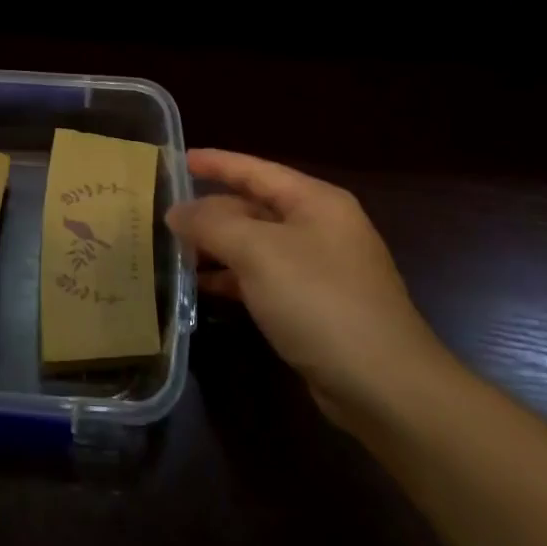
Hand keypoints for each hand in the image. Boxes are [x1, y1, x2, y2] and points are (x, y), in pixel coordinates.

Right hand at [166, 150, 450, 428]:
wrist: (384, 385)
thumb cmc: (320, 301)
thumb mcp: (258, 252)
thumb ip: (211, 225)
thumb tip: (176, 212)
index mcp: (315, 202)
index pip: (255, 170)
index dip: (216, 163)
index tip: (177, 160)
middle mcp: (319, 228)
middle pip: (254, 207)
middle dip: (210, 210)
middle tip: (163, 214)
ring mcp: (318, 269)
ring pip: (255, 245)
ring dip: (216, 246)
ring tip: (171, 249)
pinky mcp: (313, 306)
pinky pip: (262, 278)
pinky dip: (231, 278)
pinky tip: (200, 286)